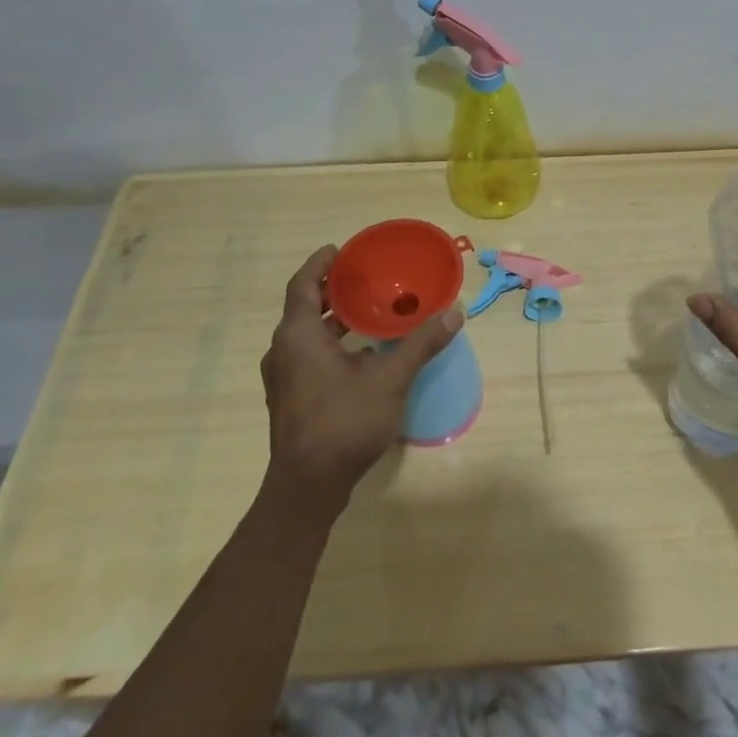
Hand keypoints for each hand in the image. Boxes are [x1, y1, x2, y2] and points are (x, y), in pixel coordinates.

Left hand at [260, 246, 463, 508]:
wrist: (308, 486)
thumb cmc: (344, 422)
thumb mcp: (390, 379)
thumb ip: (421, 344)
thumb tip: (454, 313)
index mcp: (298, 336)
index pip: (303, 285)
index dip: (320, 264)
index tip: (340, 250)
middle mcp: (283, 351)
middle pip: (303, 308)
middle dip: (331, 291)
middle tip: (363, 278)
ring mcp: (283, 378)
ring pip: (305, 335)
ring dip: (332, 320)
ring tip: (367, 311)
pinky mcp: (290, 399)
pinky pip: (307, 356)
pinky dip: (330, 344)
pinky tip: (361, 354)